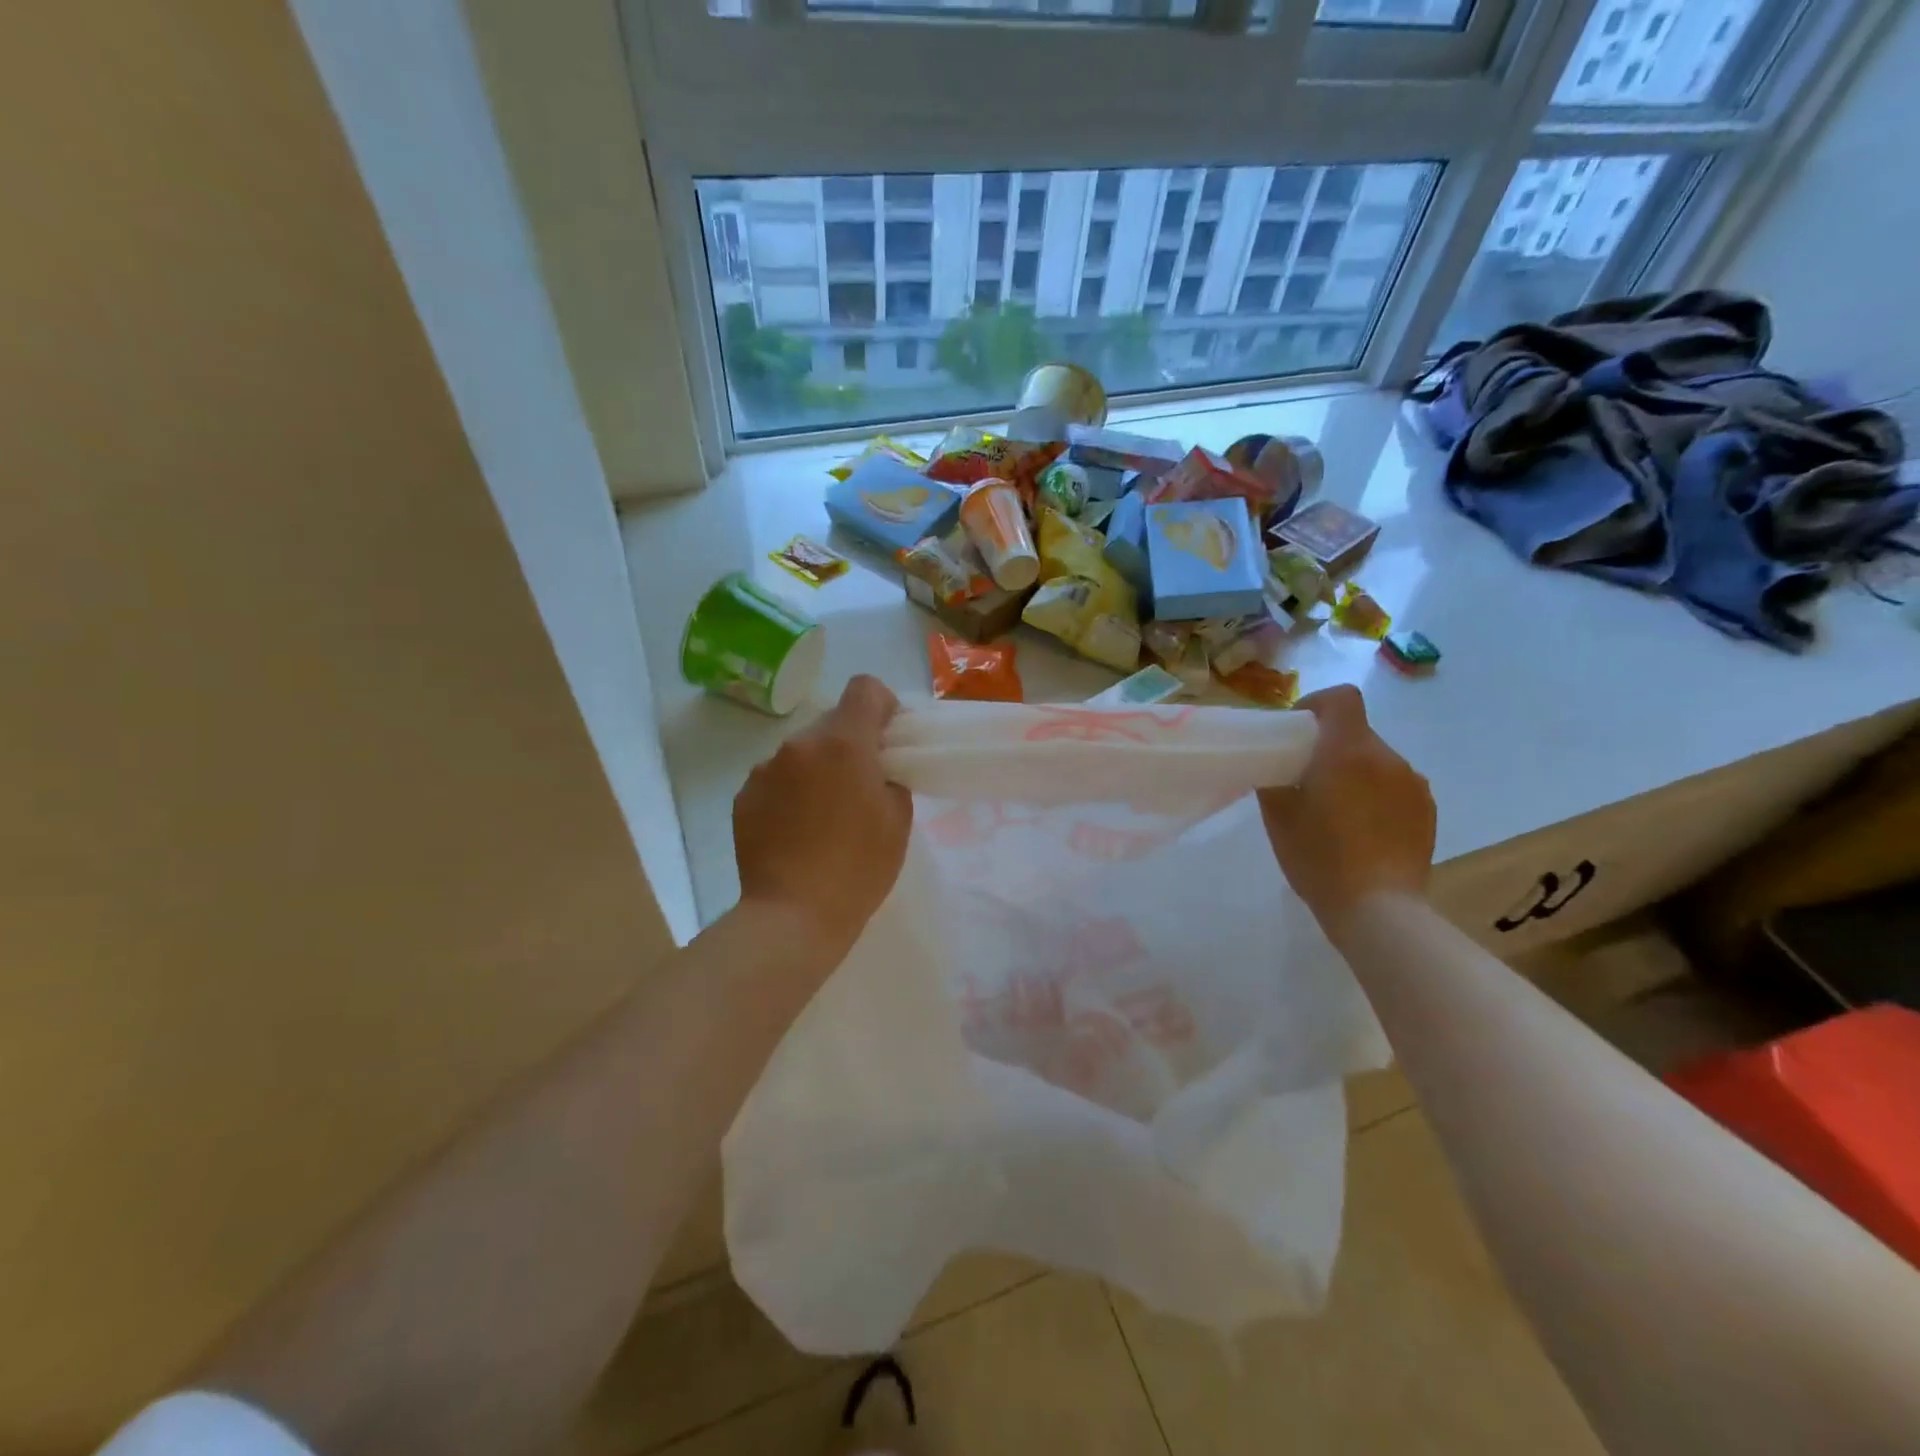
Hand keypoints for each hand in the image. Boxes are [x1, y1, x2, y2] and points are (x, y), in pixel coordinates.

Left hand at [733, 675, 912, 964]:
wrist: (792, 916)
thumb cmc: (858, 868)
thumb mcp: (898, 821)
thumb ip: (892, 778)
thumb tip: (876, 770)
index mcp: (843, 743)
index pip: (865, 688)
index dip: (883, 706)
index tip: (888, 740)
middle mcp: (799, 744)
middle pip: (832, 722)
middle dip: (850, 744)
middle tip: (860, 787)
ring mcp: (764, 769)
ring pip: (802, 752)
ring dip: (817, 768)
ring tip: (824, 816)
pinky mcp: (743, 796)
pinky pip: (776, 778)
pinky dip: (790, 792)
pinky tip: (796, 831)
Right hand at [1258, 685, 1435, 935]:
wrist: (1378, 909)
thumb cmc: (1319, 856)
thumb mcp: (1278, 816)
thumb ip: (1273, 779)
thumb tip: (1276, 765)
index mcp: (1348, 750)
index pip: (1342, 698)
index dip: (1317, 705)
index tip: (1298, 733)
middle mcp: (1388, 758)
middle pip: (1357, 733)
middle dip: (1331, 748)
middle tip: (1307, 782)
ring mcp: (1414, 785)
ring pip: (1376, 762)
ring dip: (1355, 774)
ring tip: (1336, 813)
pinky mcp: (1428, 812)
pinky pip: (1396, 788)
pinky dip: (1376, 797)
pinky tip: (1362, 832)